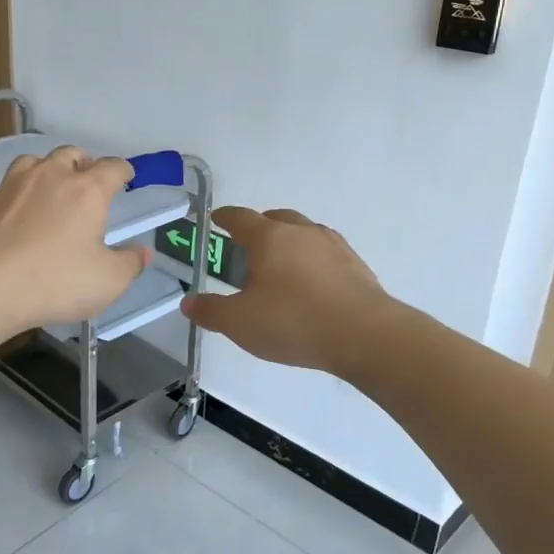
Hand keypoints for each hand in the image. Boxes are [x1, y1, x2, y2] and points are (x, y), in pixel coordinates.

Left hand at [0, 147, 148, 336]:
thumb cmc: (55, 281)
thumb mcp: (108, 281)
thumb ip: (130, 263)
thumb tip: (143, 252)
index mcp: (86, 191)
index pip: (112, 167)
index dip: (123, 170)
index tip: (127, 176)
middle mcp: (49, 177)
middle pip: (70, 154)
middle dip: (83, 163)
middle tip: (88, 181)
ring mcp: (11, 186)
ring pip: (32, 162)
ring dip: (45, 170)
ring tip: (49, 189)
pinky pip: (1, 189)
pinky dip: (11, 196)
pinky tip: (10, 214)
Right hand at [181, 208, 390, 374]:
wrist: (364, 335)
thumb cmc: (293, 321)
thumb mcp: (240, 322)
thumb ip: (211, 312)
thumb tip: (189, 303)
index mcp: (270, 238)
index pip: (241, 218)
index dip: (225, 218)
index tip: (216, 219)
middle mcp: (302, 232)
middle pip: (277, 219)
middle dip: (260, 226)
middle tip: (248, 245)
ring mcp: (334, 246)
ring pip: (305, 233)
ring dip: (290, 242)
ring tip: (282, 265)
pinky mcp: (356, 265)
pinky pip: (327, 253)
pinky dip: (313, 261)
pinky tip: (313, 284)